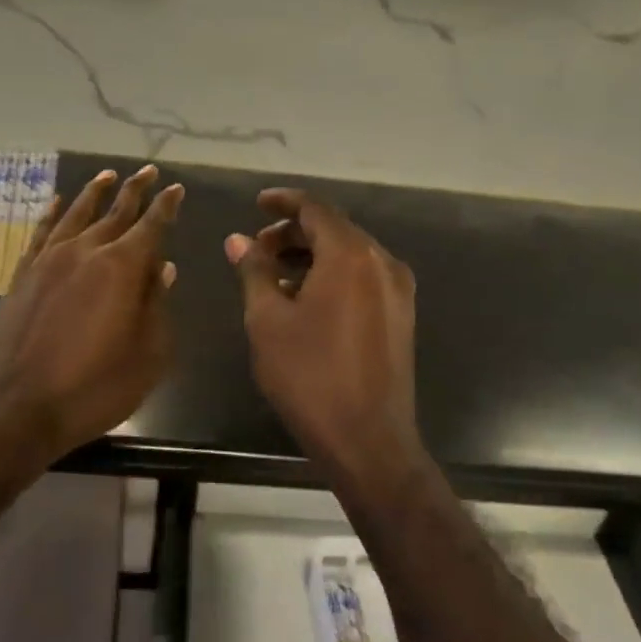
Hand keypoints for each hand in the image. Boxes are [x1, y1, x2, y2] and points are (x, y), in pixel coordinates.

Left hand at [0, 165, 182, 474]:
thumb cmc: (93, 387)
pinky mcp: (21, 276)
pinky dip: (51, 214)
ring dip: (94, 193)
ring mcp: (48, 261)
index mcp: (122, 268)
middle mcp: (85, 252)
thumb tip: (163, 268)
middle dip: (135, 191)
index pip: (151, 226)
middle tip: (148, 171)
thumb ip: (157, 306)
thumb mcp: (147, 355)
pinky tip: (58, 203)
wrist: (15, 408)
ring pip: (76, 214)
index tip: (175, 188)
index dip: (166, 206)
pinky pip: (40, 233)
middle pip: (115, 212)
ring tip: (107, 175)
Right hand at [227, 189, 424, 483]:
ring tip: (275, 277)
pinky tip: (306, 299)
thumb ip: (254, 271)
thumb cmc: (310, 376)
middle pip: (335, 229)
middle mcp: (382, 262)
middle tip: (257, 250)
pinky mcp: (402, 315)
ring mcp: (398, 290)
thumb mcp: (268, 321)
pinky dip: (333, 276)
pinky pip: (364, 278)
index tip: (257, 204)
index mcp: (351, 255)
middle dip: (294, 233)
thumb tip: (238, 240)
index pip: (315, 208)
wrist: (368, 439)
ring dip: (313, 256)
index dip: (283, 202)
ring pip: (350, 254)